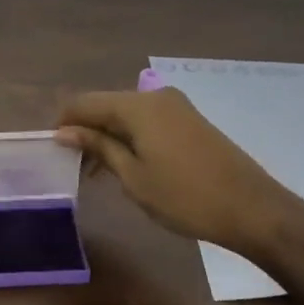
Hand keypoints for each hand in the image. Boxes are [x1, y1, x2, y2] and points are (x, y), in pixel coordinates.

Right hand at [55, 87, 293, 256]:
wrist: (252, 208)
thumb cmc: (185, 196)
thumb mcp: (133, 176)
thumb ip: (98, 147)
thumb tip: (64, 131)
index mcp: (138, 105)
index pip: (85, 102)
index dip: (65, 122)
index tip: (52, 150)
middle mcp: (155, 96)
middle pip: (107, 105)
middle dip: (86, 130)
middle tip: (72, 166)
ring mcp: (176, 106)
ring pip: (127, 114)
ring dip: (108, 136)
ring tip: (96, 171)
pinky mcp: (189, 120)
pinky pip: (147, 121)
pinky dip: (130, 137)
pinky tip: (126, 164)